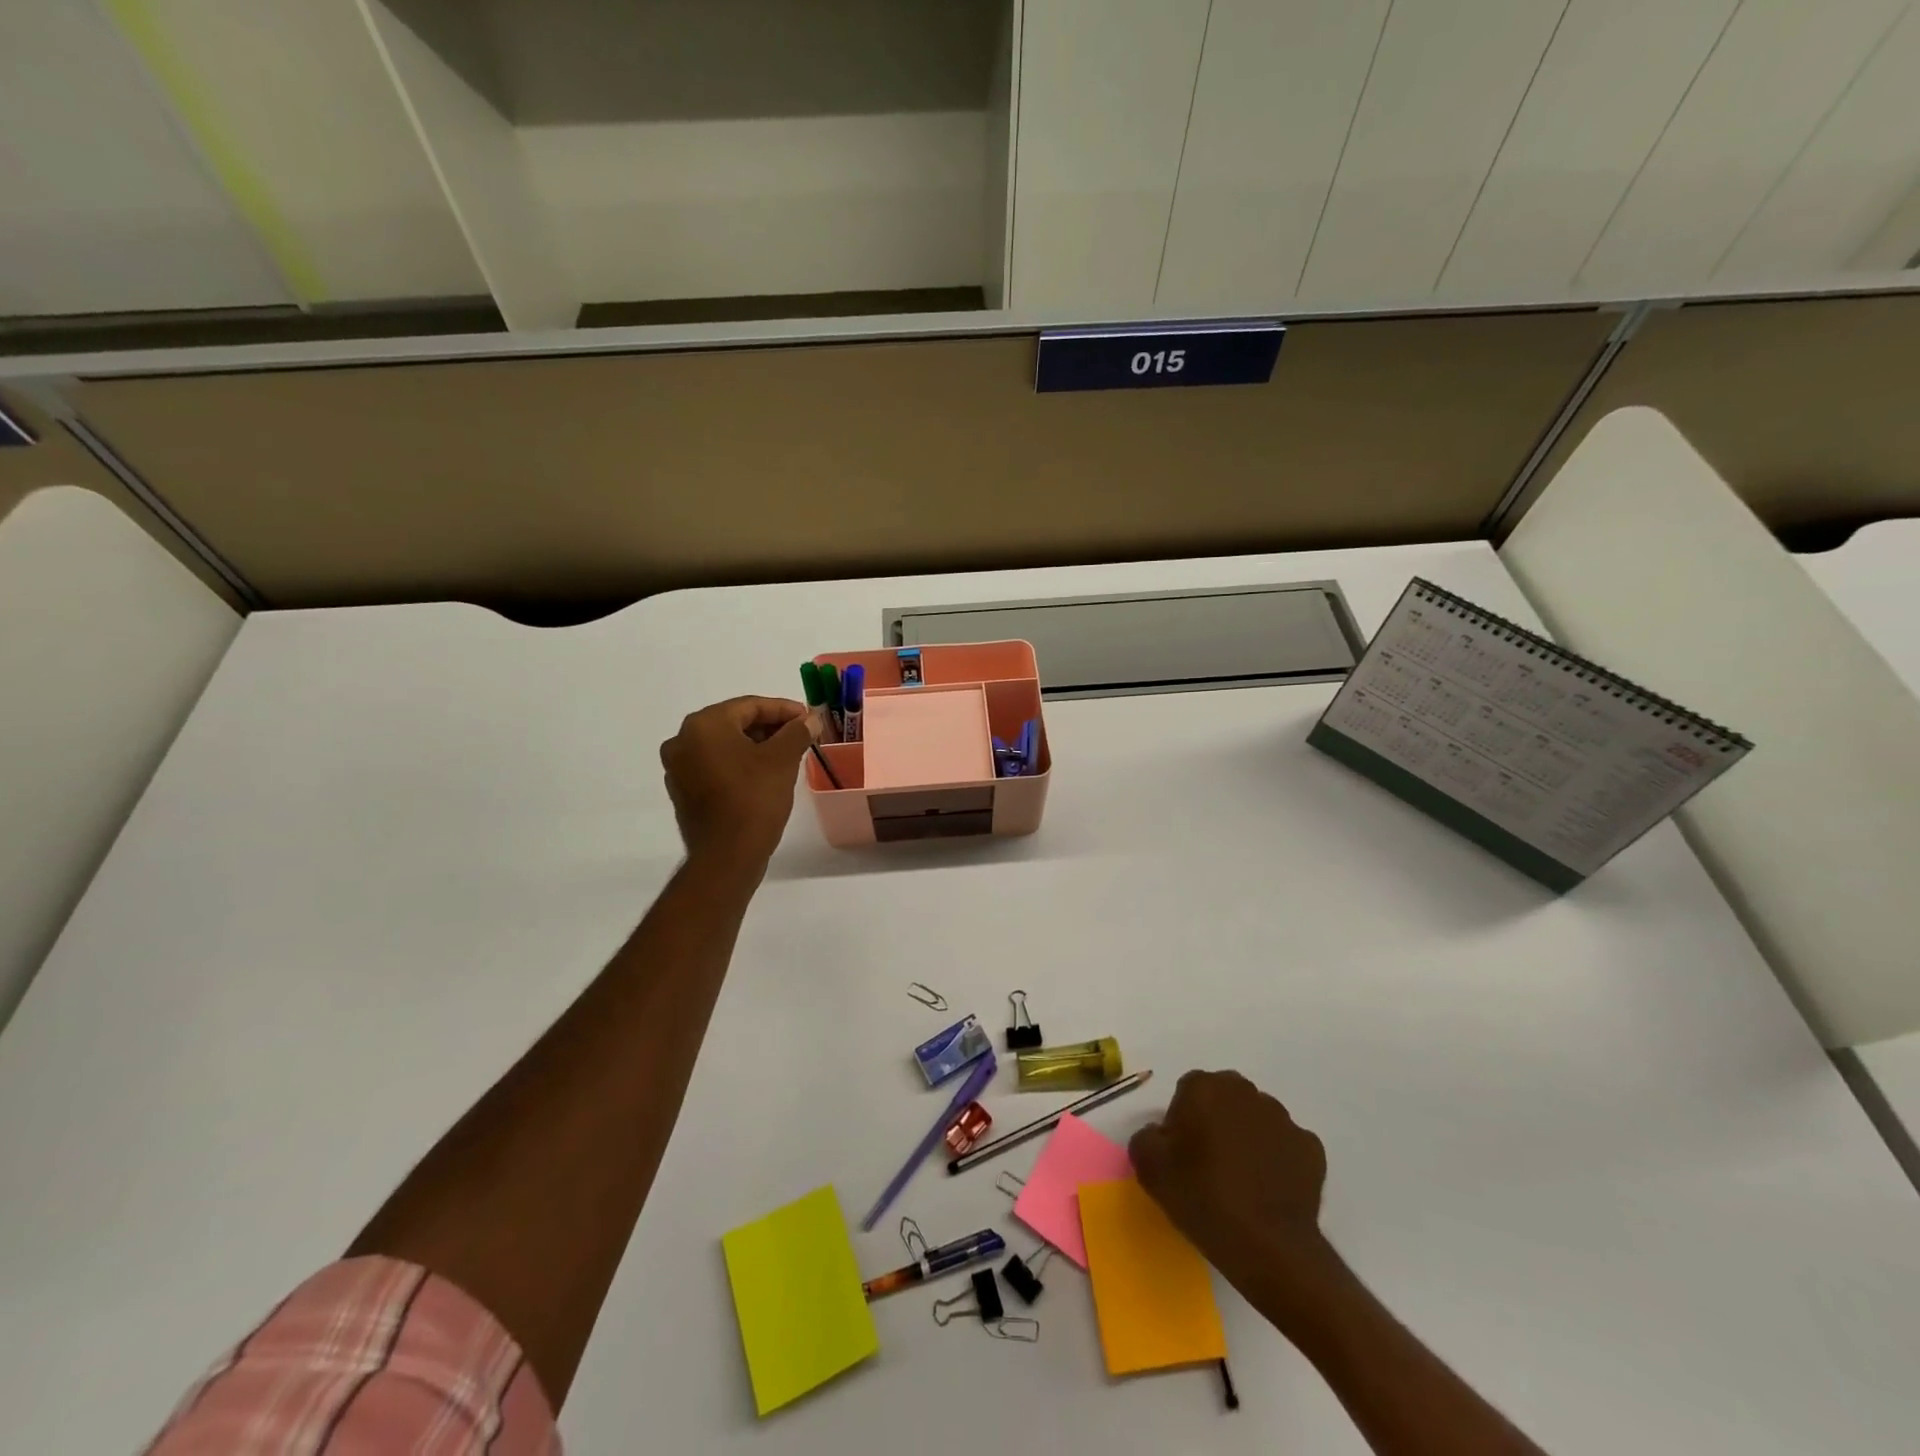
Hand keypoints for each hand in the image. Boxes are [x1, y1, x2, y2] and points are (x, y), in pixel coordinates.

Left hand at [660, 697, 812, 868]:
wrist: (726, 856)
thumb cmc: (754, 799)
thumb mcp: (783, 760)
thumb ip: (797, 732)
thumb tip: (810, 720)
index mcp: (704, 725)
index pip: (749, 705)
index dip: (783, 709)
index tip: (808, 717)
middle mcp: (683, 740)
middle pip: (734, 723)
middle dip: (770, 727)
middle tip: (800, 735)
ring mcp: (678, 768)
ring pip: (724, 745)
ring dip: (755, 746)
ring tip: (787, 754)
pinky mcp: (683, 791)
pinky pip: (715, 766)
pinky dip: (739, 764)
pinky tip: (763, 775)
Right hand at [1131, 1071, 1335, 1329]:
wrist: (1270, 1248)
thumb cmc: (1204, 1198)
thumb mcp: (1149, 1168)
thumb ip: (1146, 1136)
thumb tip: (1162, 1135)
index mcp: (1205, 1087)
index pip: (1187, 1092)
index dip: (1182, 1122)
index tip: (1182, 1155)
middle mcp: (1245, 1092)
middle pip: (1224, 1099)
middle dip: (1216, 1122)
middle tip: (1209, 1164)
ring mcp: (1283, 1118)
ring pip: (1256, 1120)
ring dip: (1247, 1138)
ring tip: (1242, 1181)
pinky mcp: (1311, 1148)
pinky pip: (1285, 1146)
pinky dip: (1277, 1160)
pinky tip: (1268, 1190)